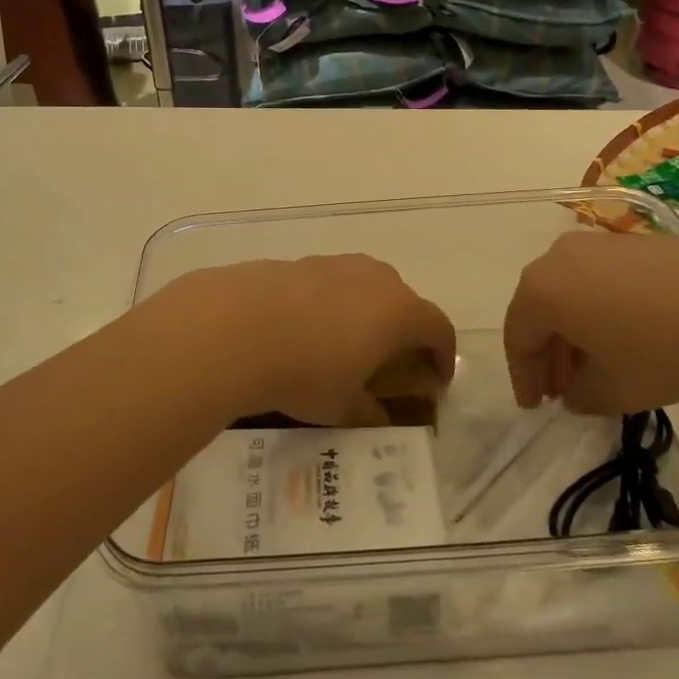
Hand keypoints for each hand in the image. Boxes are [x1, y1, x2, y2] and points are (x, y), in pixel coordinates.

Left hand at [153, 256, 455, 425]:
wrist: (235, 327)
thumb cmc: (304, 372)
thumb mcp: (342, 407)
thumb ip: (369, 412)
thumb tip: (377, 416)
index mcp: (399, 311)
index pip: (438, 327)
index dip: (443, 354)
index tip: (437, 378)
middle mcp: (374, 278)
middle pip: (403, 300)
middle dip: (403, 329)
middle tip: (391, 360)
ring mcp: (335, 264)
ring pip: (364, 285)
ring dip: (365, 312)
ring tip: (345, 342)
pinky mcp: (300, 261)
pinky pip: (329, 282)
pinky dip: (329, 303)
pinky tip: (304, 328)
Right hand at [504, 229, 678, 414]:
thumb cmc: (664, 347)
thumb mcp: (615, 390)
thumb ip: (580, 396)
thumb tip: (574, 390)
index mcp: (541, 290)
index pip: (517, 338)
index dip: (524, 377)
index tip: (535, 408)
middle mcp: (558, 257)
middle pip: (539, 311)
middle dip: (547, 355)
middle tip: (561, 392)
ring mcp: (597, 245)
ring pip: (569, 294)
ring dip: (573, 334)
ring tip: (595, 369)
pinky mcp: (632, 242)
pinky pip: (598, 281)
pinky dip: (598, 312)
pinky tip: (625, 339)